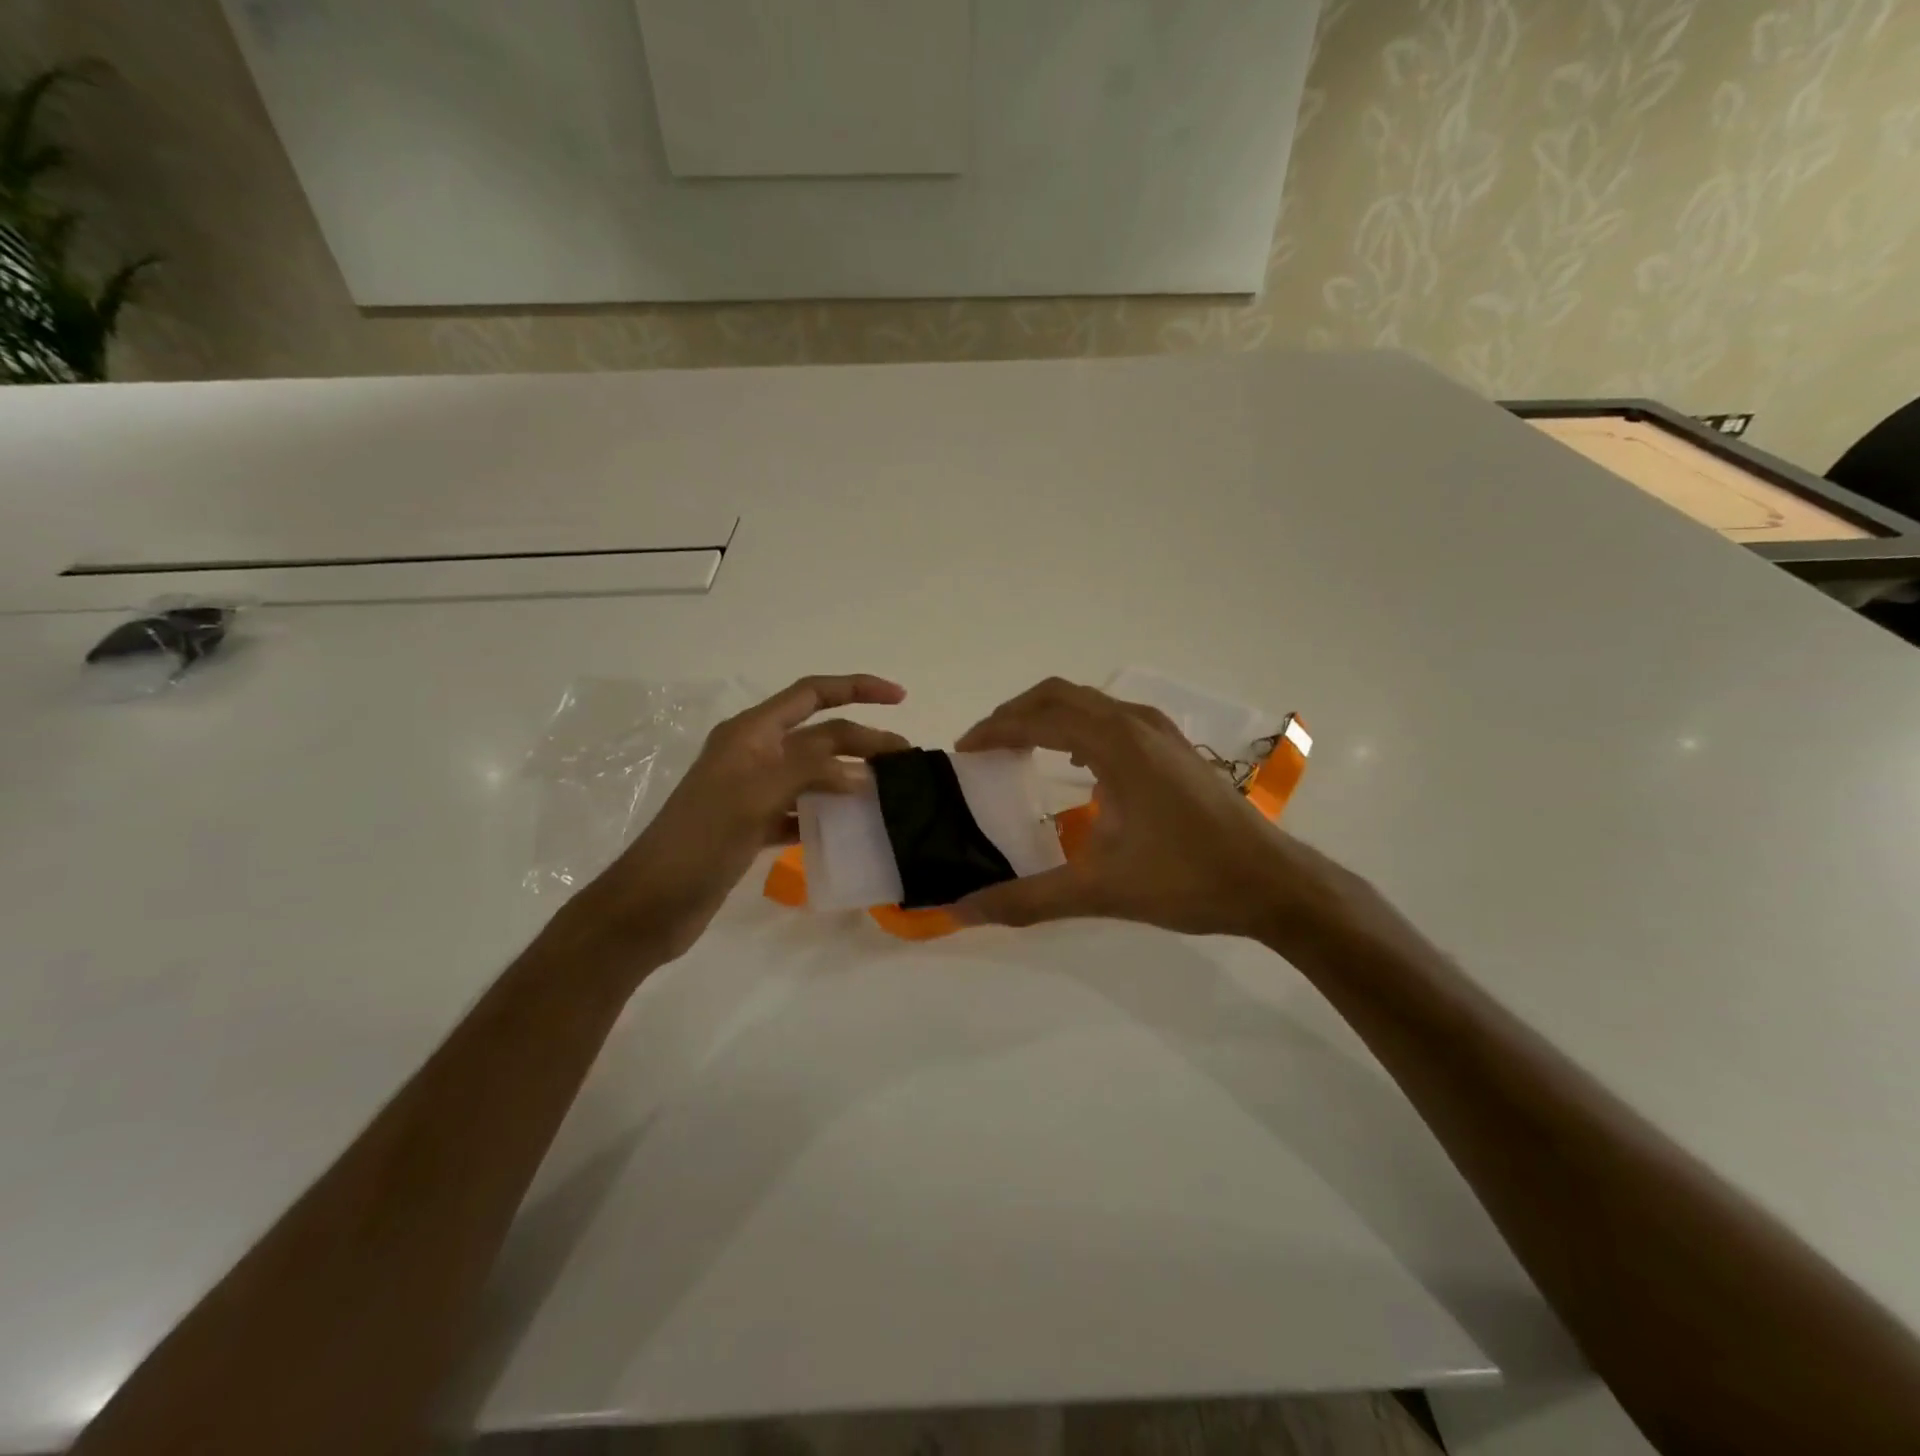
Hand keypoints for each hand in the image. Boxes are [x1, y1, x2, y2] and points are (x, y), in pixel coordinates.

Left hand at [569, 674, 907, 962]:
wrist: (652, 903)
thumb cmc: (701, 839)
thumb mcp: (757, 793)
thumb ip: (812, 771)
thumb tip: (863, 772)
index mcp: (750, 732)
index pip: (811, 694)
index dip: (857, 688)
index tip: (900, 698)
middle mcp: (753, 754)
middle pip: (819, 734)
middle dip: (862, 739)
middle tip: (906, 760)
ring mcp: (752, 791)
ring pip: (812, 772)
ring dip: (848, 775)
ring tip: (887, 791)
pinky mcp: (752, 825)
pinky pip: (800, 808)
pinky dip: (826, 811)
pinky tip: (850, 825)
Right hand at [952, 678, 1344, 940]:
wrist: (1273, 883)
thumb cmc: (1188, 879)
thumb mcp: (1100, 891)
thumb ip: (1027, 899)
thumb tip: (962, 910)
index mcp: (1115, 744)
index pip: (1037, 719)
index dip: (994, 730)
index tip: (963, 751)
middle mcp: (1136, 724)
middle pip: (1059, 695)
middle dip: (1015, 714)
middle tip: (985, 746)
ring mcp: (1161, 733)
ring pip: (1089, 703)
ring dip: (1048, 717)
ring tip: (1020, 749)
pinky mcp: (1175, 749)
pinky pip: (1112, 719)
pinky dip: (1079, 727)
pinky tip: (1077, 766)